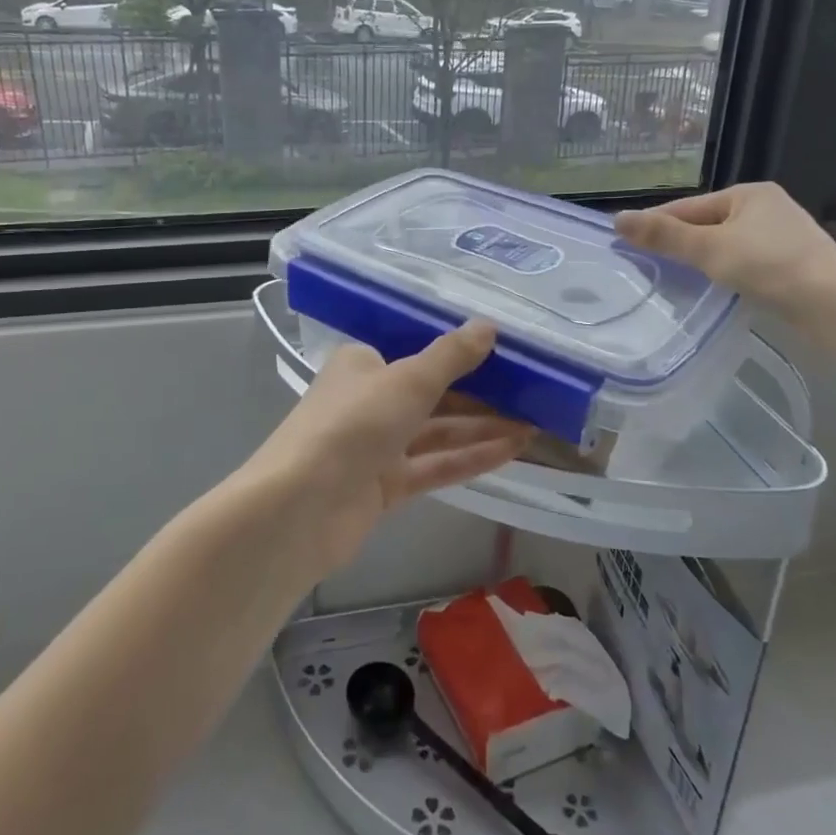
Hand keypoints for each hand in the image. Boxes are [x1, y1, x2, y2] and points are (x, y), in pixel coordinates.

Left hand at [236, 322, 533, 575]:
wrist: (301, 508)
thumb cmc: (353, 424)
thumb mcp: (408, 380)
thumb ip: (451, 356)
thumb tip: (489, 326)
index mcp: (362, 365)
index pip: (416, 353)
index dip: (459, 353)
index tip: (504, 353)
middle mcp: (368, 401)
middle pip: (432, 394)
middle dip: (480, 396)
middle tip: (532, 392)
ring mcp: (376, 447)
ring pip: (437, 432)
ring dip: (483, 429)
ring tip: (534, 424)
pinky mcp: (384, 486)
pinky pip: (434, 465)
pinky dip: (470, 458)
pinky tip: (513, 451)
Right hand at [614, 182, 835, 327]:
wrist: (835, 303)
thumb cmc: (770, 266)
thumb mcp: (709, 249)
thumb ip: (664, 236)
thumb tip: (617, 219)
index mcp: (747, 193)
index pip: (687, 207)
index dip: (656, 224)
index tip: (625, 243)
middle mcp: (765, 207)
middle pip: (706, 224)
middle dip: (678, 242)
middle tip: (645, 265)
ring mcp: (781, 235)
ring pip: (724, 244)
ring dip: (700, 258)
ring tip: (672, 278)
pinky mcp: (790, 263)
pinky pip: (743, 261)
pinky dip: (723, 271)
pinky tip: (712, 287)